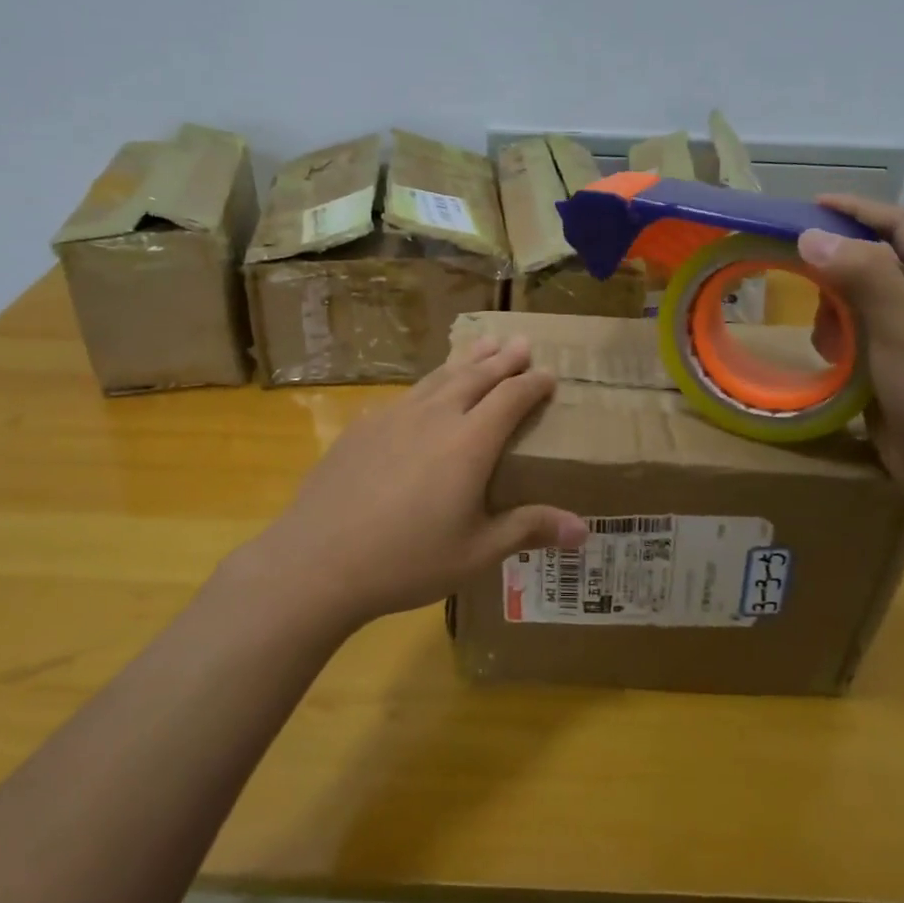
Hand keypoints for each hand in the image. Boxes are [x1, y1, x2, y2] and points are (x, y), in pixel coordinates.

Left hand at [236, 335, 587, 633]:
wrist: (319, 559)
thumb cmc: (407, 560)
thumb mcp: (476, 552)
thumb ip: (529, 530)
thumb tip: (584, 530)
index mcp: (470, 442)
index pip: (511, 398)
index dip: (533, 384)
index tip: (549, 374)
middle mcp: (436, 416)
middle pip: (476, 376)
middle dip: (503, 359)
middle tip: (521, 342)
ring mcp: (395, 416)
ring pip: (439, 377)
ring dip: (465, 360)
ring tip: (482, 345)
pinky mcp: (364, 426)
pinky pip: (406, 395)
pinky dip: (427, 385)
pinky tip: (422, 392)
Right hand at [799, 195, 903, 508]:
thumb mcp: (901, 323)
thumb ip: (860, 273)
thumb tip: (811, 234)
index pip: (900, 225)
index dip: (858, 209)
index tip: (813, 203)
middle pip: (877, 260)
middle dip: (839, 268)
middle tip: (801, 272)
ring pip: (862, 299)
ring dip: (836, 309)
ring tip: (826, 334)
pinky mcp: (900, 363)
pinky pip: (859, 333)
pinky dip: (840, 338)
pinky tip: (834, 358)